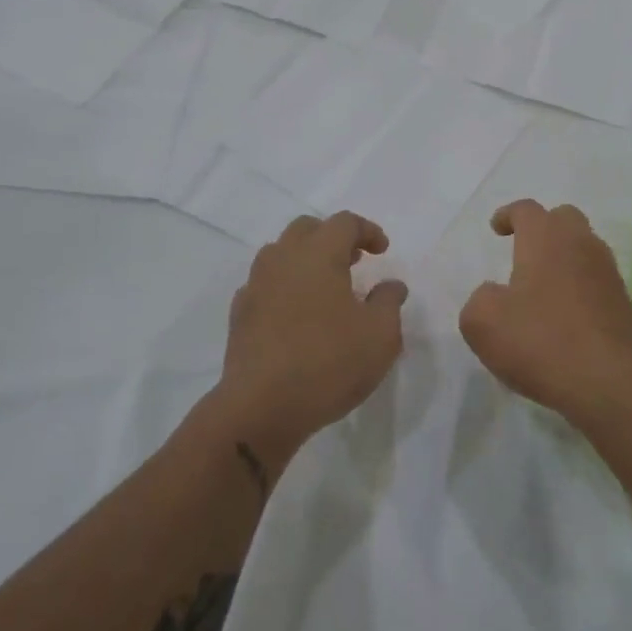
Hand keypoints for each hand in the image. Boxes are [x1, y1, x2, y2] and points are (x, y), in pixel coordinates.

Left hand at [213, 212, 405, 468]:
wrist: (261, 407)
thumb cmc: (329, 363)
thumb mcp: (379, 336)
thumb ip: (389, 303)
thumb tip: (391, 286)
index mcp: (319, 254)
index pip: (344, 223)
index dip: (367, 231)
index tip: (382, 251)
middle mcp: (283, 259)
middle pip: (307, 229)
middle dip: (333, 238)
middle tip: (354, 261)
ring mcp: (256, 285)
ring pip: (280, 253)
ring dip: (305, 259)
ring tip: (325, 286)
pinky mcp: (239, 314)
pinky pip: (265, 283)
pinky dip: (284, 286)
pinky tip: (296, 312)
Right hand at [459, 200, 631, 426]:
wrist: (608, 382)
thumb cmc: (540, 340)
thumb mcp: (482, 321)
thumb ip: (479, 298)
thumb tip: (495, 295)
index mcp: (545, 237)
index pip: (526, 209)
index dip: (508, 215)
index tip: (496, 228)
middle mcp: (580, 244)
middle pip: (563, 219)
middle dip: (543, 228)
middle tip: (524, 250)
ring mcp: (607, 272)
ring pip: (584, 248)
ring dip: (563, 258)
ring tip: (543, 286)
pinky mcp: (623, 303)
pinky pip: (596, 280)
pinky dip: (579, 286)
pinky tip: (564, 314)